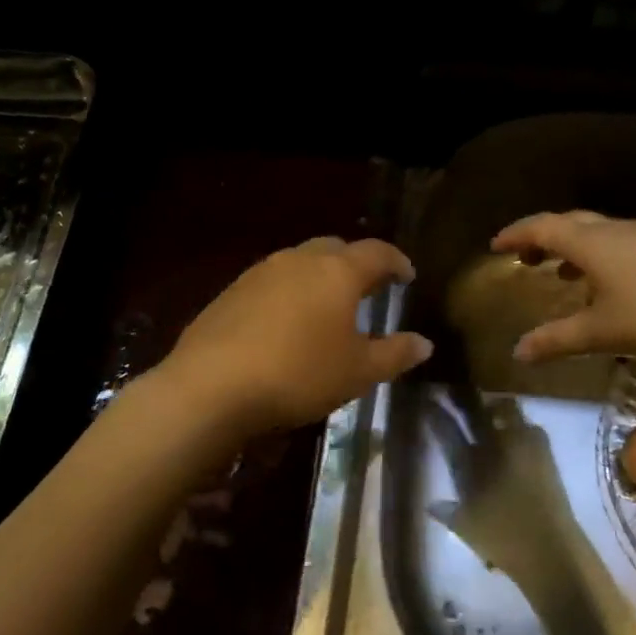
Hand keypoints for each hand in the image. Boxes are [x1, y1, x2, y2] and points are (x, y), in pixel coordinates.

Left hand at [162, 237, 432, 435]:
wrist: (212, 386)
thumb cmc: (299, 374)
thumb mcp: (358, 372)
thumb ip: (395, 354)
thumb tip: (424, 343)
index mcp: (337, 272)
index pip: (378, 252)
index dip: (397, 262)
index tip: (407, 276)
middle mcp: (299, 260)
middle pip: (336, 248)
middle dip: (357, 263)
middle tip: (369, 288)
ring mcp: (260, 272)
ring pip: (300, 262)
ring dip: (320, 276)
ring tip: (327, 306)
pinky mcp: (231, 291)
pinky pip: (272, 281)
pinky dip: (289, 292)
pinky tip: (286, 323)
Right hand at [491, 211, 635, 362]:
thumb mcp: (602, 332)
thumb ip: (557, 340)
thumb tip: (518, 352)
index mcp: (591, 242)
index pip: (542, 227)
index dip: (516, 234)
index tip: (495, 246)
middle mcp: (613, 230)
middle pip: (568, 223)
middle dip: (541, 237)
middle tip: (524, 257)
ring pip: (595, 232)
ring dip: (571, 247)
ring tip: (559, 273)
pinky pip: (617, 243)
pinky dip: (597, 256)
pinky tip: (607, 285)